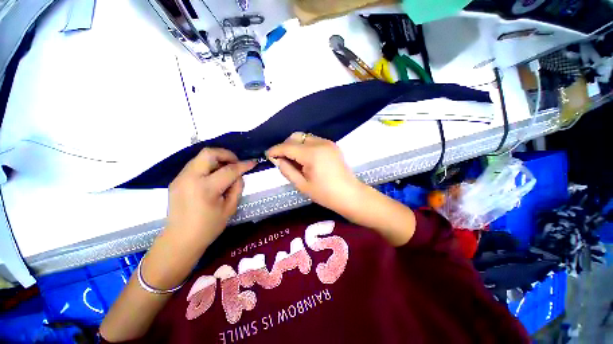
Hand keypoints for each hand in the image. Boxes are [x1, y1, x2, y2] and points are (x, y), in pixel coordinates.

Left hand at [166, 148, 255, 247]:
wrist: (180, 240)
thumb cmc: (208, 227)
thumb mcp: (230, 208)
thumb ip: (237, 188)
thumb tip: (238, 175)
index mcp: (205, 188)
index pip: (229, 170)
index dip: (243, 165)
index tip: (253, 163)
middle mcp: (190, 178)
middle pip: (209, 153)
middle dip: (226, 154)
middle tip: (236, 163)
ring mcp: (180, 178)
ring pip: (200, 157)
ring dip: (217, 159)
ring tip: (226, 170)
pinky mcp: (176, 180)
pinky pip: (195, 165)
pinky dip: (208, 166)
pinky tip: (214, 177)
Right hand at [266, 132, 363, 212]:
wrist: (349, 195)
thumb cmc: (325, 194)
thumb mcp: (302, 185)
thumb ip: (287, 170)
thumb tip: (277, 159)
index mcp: (312, 154)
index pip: (288, 146)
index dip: (275, 150)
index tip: (267, 155)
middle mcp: (320, 143)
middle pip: (296, 137)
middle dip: (285, 146)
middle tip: (282, 159)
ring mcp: (328, 142)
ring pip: (304, 137)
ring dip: (295, 145)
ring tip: (294, 160)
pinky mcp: (332, 145)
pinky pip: (313, 140)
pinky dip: (305, 146)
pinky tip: (305, 159)